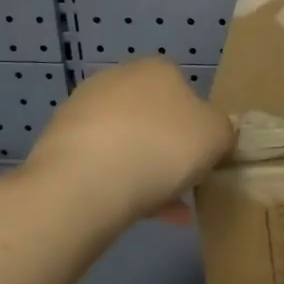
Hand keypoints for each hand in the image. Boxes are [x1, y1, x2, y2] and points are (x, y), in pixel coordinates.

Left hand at [23, 59, 235, 225]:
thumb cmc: (162, 148)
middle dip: (168, 147)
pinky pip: (102, 163)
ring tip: (166, 210)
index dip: (198, 124)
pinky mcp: (60, 143)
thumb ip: (223, 130)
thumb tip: (214, 133)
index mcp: (157, 69)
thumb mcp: (217, 136)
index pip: (185, 89)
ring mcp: (83, 110)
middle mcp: (118, 79)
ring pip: (127, 142)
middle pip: (153, 116)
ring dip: (146, 169)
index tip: (203, 155)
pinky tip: (139, 214)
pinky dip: (121, 184)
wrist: (85, 183)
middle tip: (184, 181)